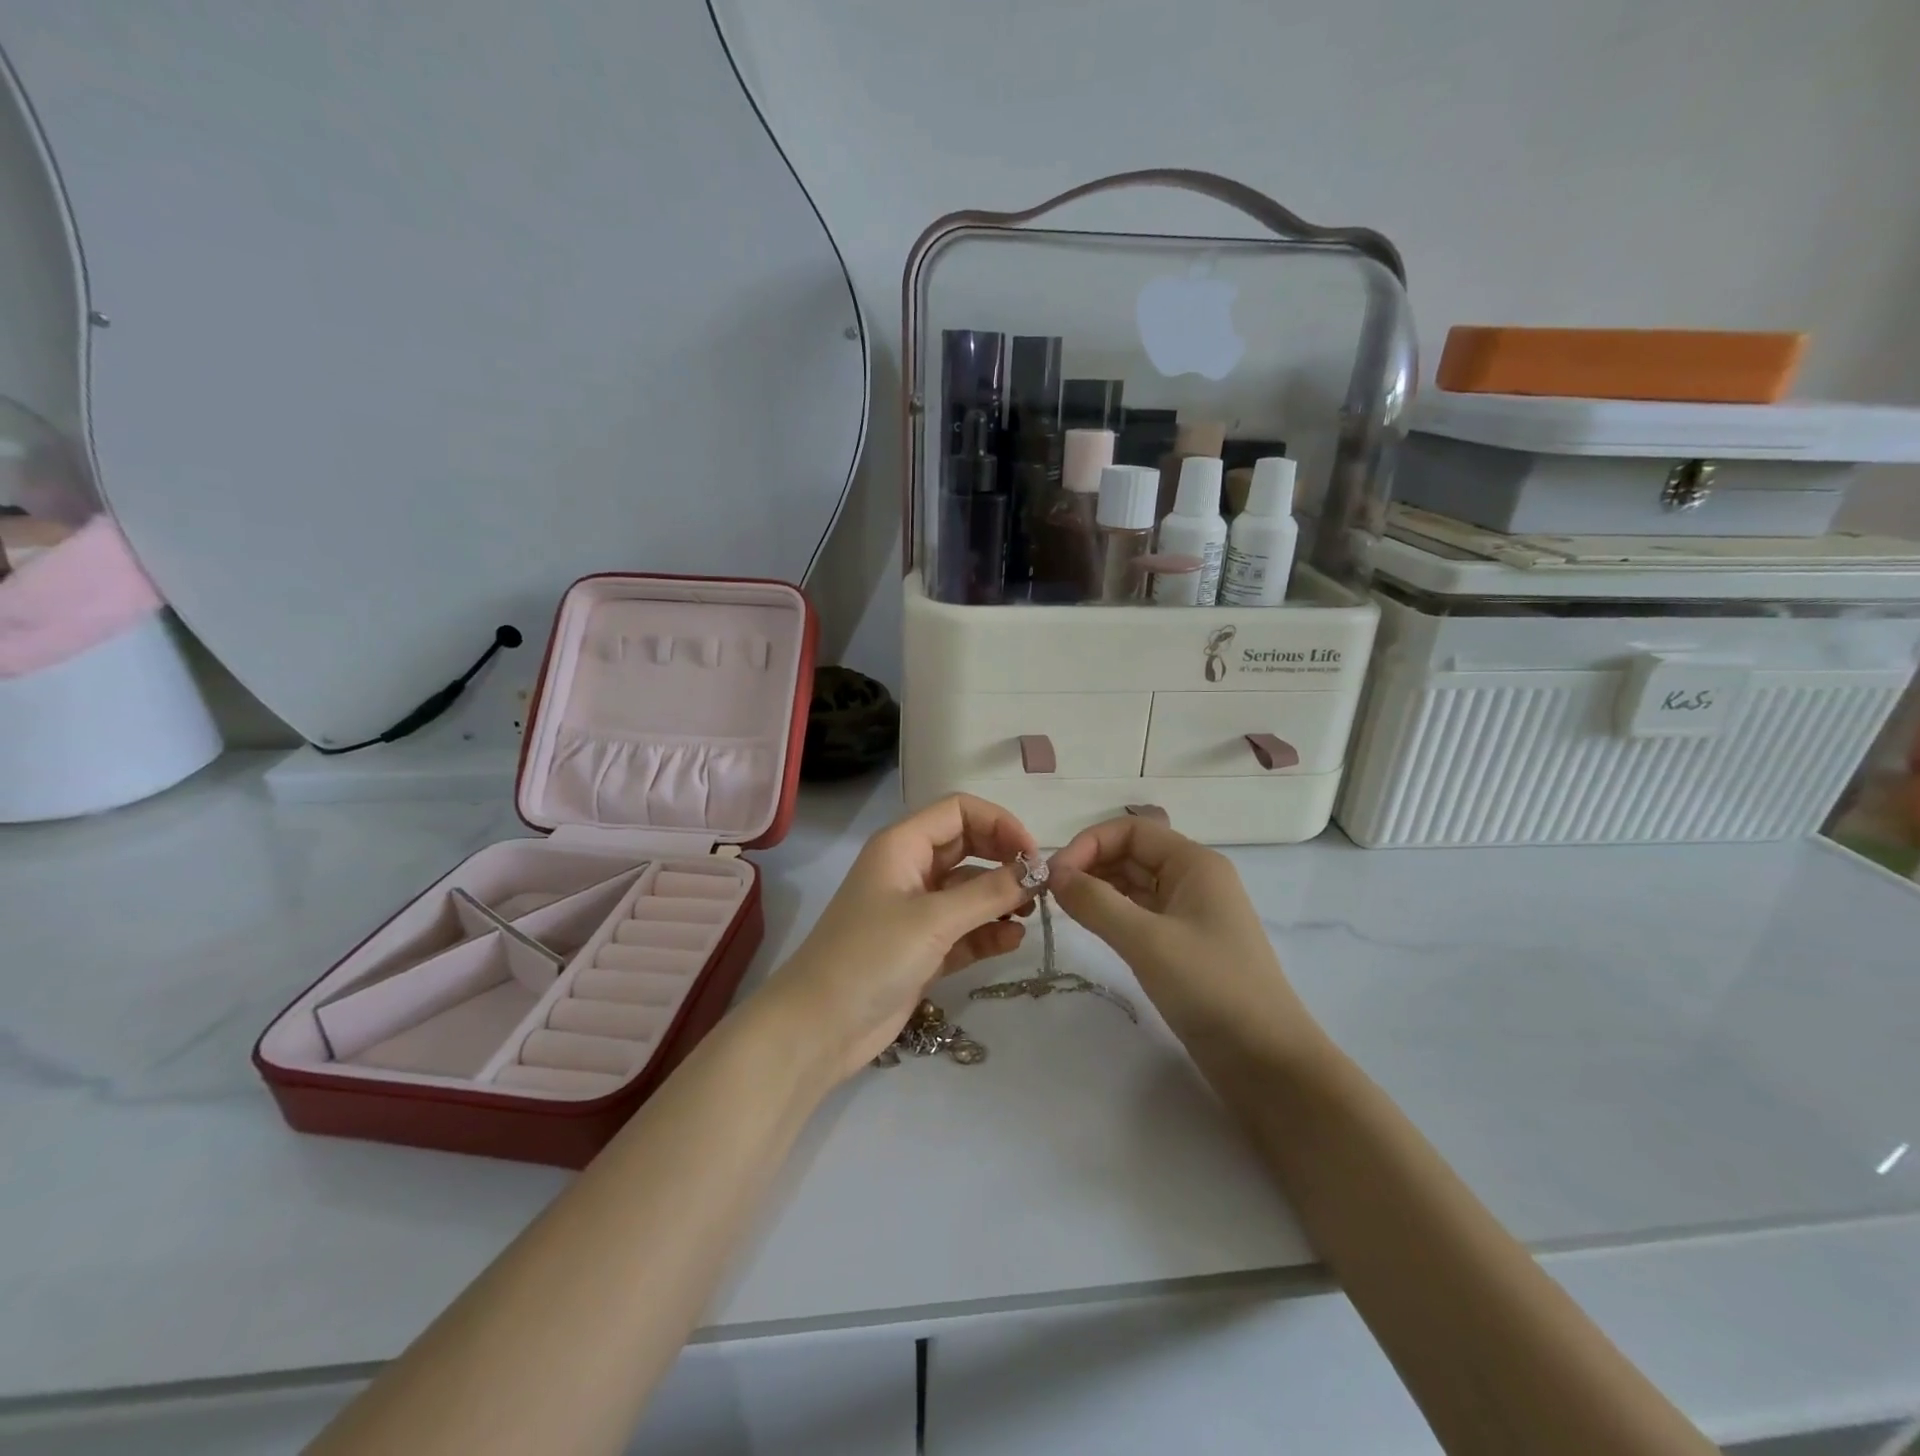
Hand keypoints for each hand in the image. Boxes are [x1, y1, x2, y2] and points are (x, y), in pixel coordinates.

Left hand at [764, 795, 1038, 1080]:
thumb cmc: (871, 956)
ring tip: (1028, 915)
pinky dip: (988, 932)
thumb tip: (1036, 871)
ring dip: (999, 898)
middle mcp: (910, 870)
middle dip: (1004, 861)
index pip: (959, 811)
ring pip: (968, 890)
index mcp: (903, 845)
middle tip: (1037, 887)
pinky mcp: (922, 948)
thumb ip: (989, 893)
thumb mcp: (933, 920)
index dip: (999, 823)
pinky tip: (1011, 941)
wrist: (819, 1027)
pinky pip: (964, 928)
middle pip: (968, 847)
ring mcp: (915, 911)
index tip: (1031, 855)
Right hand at [1048, 816, 1321, 1061]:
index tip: (1053, 875)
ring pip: (1134, 884)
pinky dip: (1112, 913)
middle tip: (1050, 894)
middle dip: (1090, 865)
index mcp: (1194, 863)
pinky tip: (1090, 927)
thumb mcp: (1147, 941)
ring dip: (1098, 889)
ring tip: (1063, 909)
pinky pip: (1141, 914)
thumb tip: (1053, 874)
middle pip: (1132, 853)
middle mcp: (1193, 879)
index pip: (1131, 830)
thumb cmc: (1210, 987)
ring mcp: (1191, 913)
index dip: (1089, 843)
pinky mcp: (1185, 945)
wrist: (1267, 1061)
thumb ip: (1096, 902)